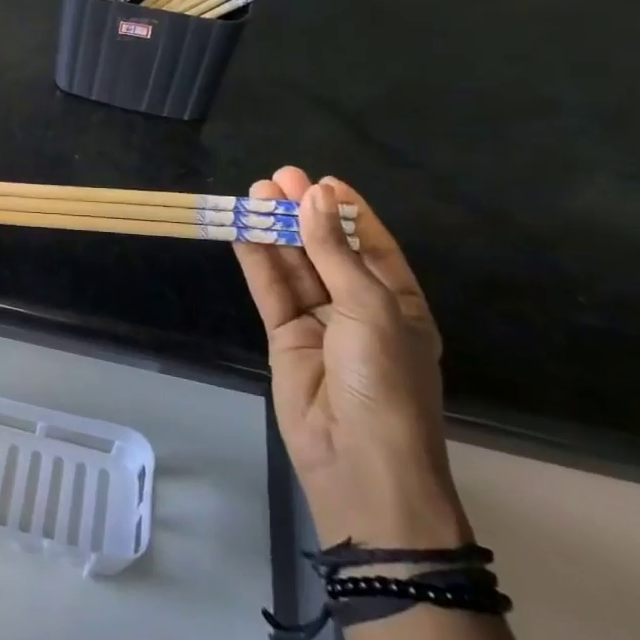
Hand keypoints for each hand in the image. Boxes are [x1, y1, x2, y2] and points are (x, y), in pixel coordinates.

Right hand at [234, 167, 468, 549]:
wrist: (358, 461)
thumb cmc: (386, 382)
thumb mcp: (370, 309)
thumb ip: (335, 252)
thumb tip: (315, 196)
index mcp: (397, 303)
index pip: (372, 245)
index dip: (347, 212)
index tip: (322, 180)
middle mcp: (358, 308)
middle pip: (326, 249)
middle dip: (304, 214)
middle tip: (278, 177)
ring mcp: (319, 322)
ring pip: (294, 265)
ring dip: (275, 231)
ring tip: (255, 193)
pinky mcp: (284, 336)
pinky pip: (270, 289)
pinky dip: (256, 259)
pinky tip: (242, 229)